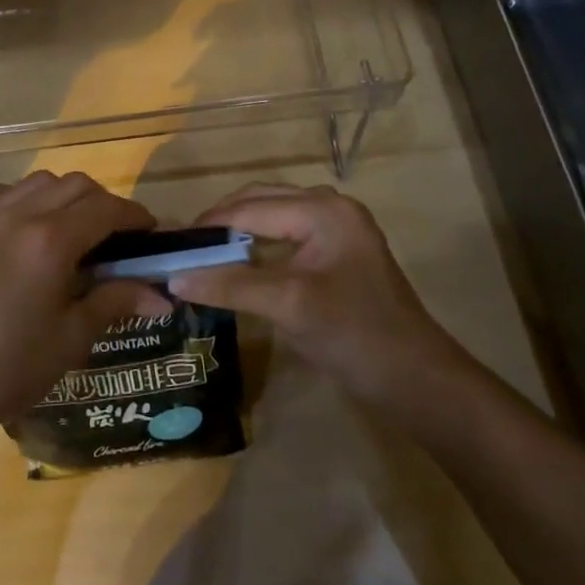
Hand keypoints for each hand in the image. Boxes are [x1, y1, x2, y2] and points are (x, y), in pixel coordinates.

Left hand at [0, 172, 169, 447]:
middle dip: (101, 203)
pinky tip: (16, 229)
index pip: (106, 209)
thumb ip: (116, 302)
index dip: (134, 216)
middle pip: (74, 184)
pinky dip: (16, 200)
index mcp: (51, 242)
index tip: (149, 232)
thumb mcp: (71, 338)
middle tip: (111, 235)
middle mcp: (17, 215)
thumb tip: (163, 297)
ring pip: (34, 182)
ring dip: (60, 196)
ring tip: (64, 229)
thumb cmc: (9, 368)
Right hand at [168, 183, 476, 412]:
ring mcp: (336, 230)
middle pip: (260, 203)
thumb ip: (230, 285)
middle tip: (181, 250)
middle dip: (220, 224)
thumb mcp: (287, 306)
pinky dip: (256, 249)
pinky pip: (285, 238)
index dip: (208, 226)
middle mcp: (330, 207)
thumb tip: (172, 277)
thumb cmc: (354, 335)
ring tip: (201, 257)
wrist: (416, 381)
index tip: (168, 244)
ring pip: (271, 219)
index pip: (250, 208)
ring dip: (237, 234)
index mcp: (323, 209)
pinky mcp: (336, 254)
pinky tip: (235, 267)